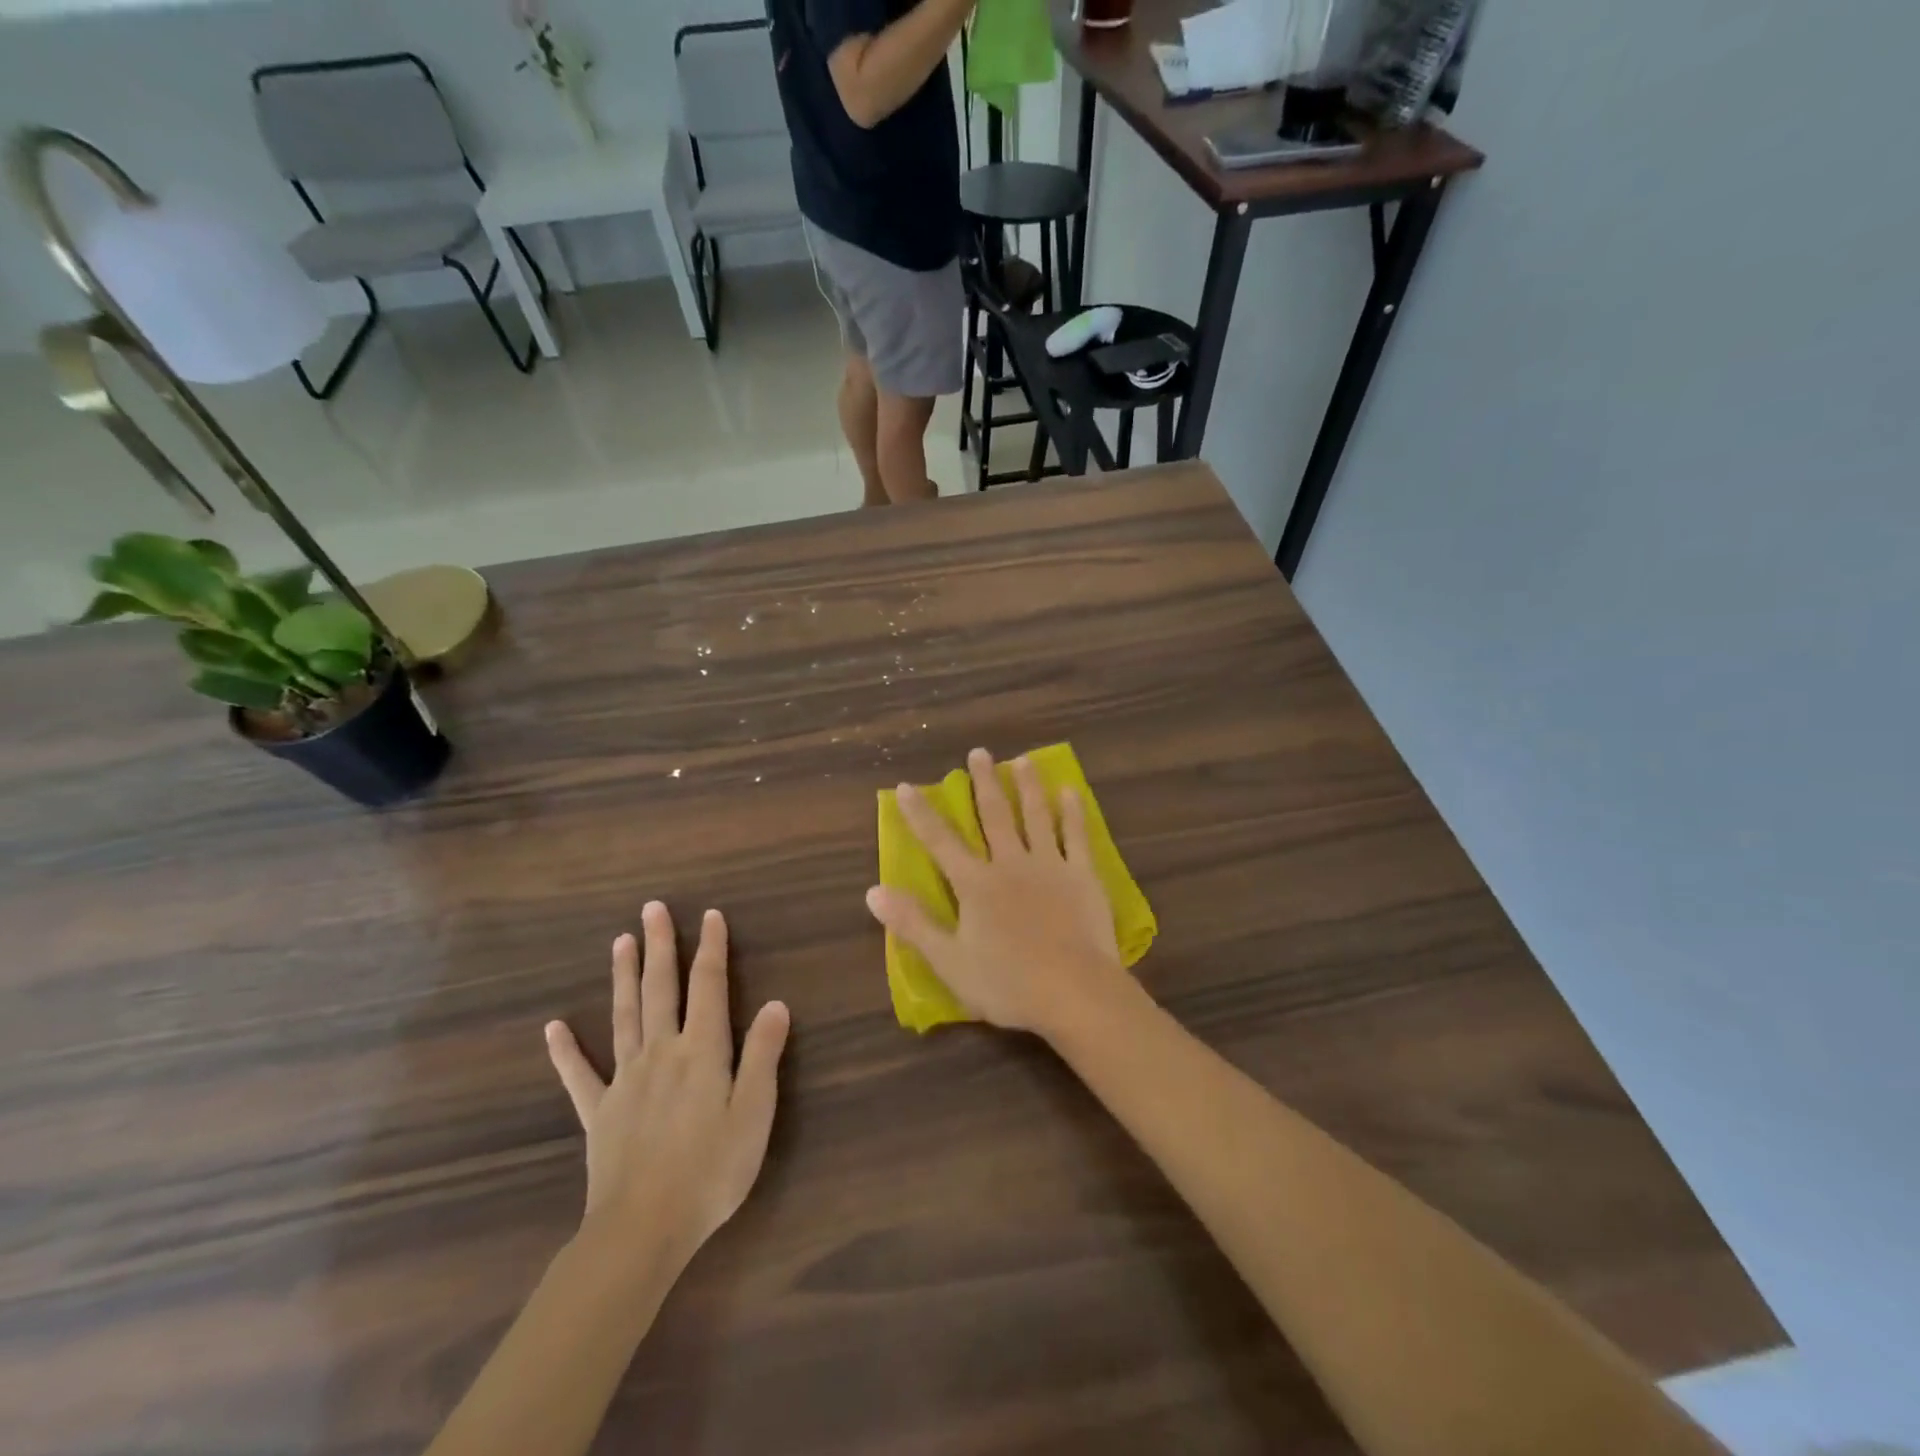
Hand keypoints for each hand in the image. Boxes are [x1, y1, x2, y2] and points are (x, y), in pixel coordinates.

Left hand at [544, 903, 790, 1275]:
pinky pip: (579, 1075)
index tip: (710, 915)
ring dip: (623, 977)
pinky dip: (566, 1051)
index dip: (712, 949)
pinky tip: (553, 1028)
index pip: (709, 987)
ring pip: (624, 1017)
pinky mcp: (599, 1113)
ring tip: (620, 942)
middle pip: (660, 989)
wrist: (643, 1230)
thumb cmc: (712, 1170)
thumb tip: (776, 1003)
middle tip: (652, 909)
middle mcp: (661, 1052)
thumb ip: (764, 1055)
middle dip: (660, 947)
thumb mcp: (755, 1113)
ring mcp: (625, 1081)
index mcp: (702, 1051)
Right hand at [866, 747, 1131, 1039]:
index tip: (908, 786)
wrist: (1073, 992)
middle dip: (983, 783)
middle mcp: (1010, 864)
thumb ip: (912, 924)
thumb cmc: (1007, 983)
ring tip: (1023, 760)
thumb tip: (873, 891)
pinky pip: (1076, 836)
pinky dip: (1073, 812)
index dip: (921, 814)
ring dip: (1027, 786)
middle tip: (979, 752)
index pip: (940, 842)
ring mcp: (1049, 866)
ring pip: (1035, 816)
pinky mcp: (1082, 876)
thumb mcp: (948, 961)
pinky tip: (1070, 791)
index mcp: (975, 884)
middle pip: (994, 816)